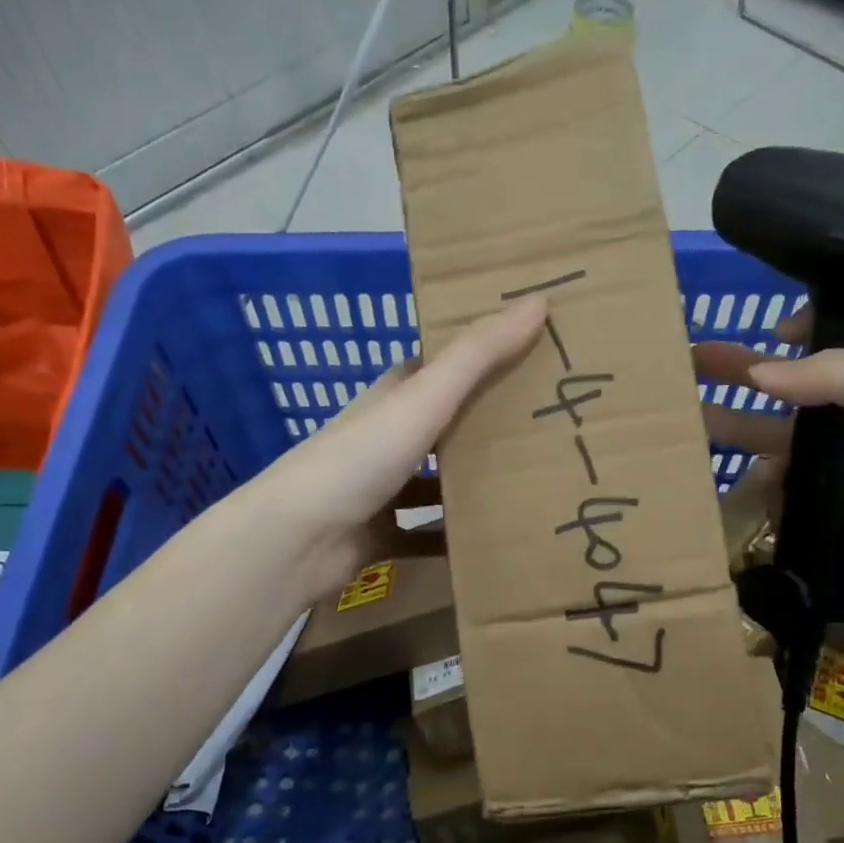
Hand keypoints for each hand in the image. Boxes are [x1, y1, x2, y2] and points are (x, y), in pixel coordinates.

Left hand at [257, 297, 547, 603]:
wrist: (296, 540)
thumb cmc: (359, 459)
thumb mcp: (423, 399)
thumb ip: (477, 355)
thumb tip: (537, 299)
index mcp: (392, 398)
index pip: (437, 367)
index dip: (478, 357)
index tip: (529, 353)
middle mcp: (385, 438)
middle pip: (443, 424)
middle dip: (486, 424)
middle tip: (547, 425)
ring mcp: (380, 489)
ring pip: (436, 481)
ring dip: (473, 484)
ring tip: (533, 486)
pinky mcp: (380, 534)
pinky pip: (426, 534)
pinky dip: (453, 538)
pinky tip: (492, 543)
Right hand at [695, 315, 843, 672]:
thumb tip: (760, 373)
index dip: (816, 330)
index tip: (772, 331)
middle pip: (814, 389)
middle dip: (755, 373)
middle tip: (695, 359)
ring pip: (798, 445)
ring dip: (747, 430)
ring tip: (692, 419)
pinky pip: (799, 497)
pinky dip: (771, 490)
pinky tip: (747, 486)